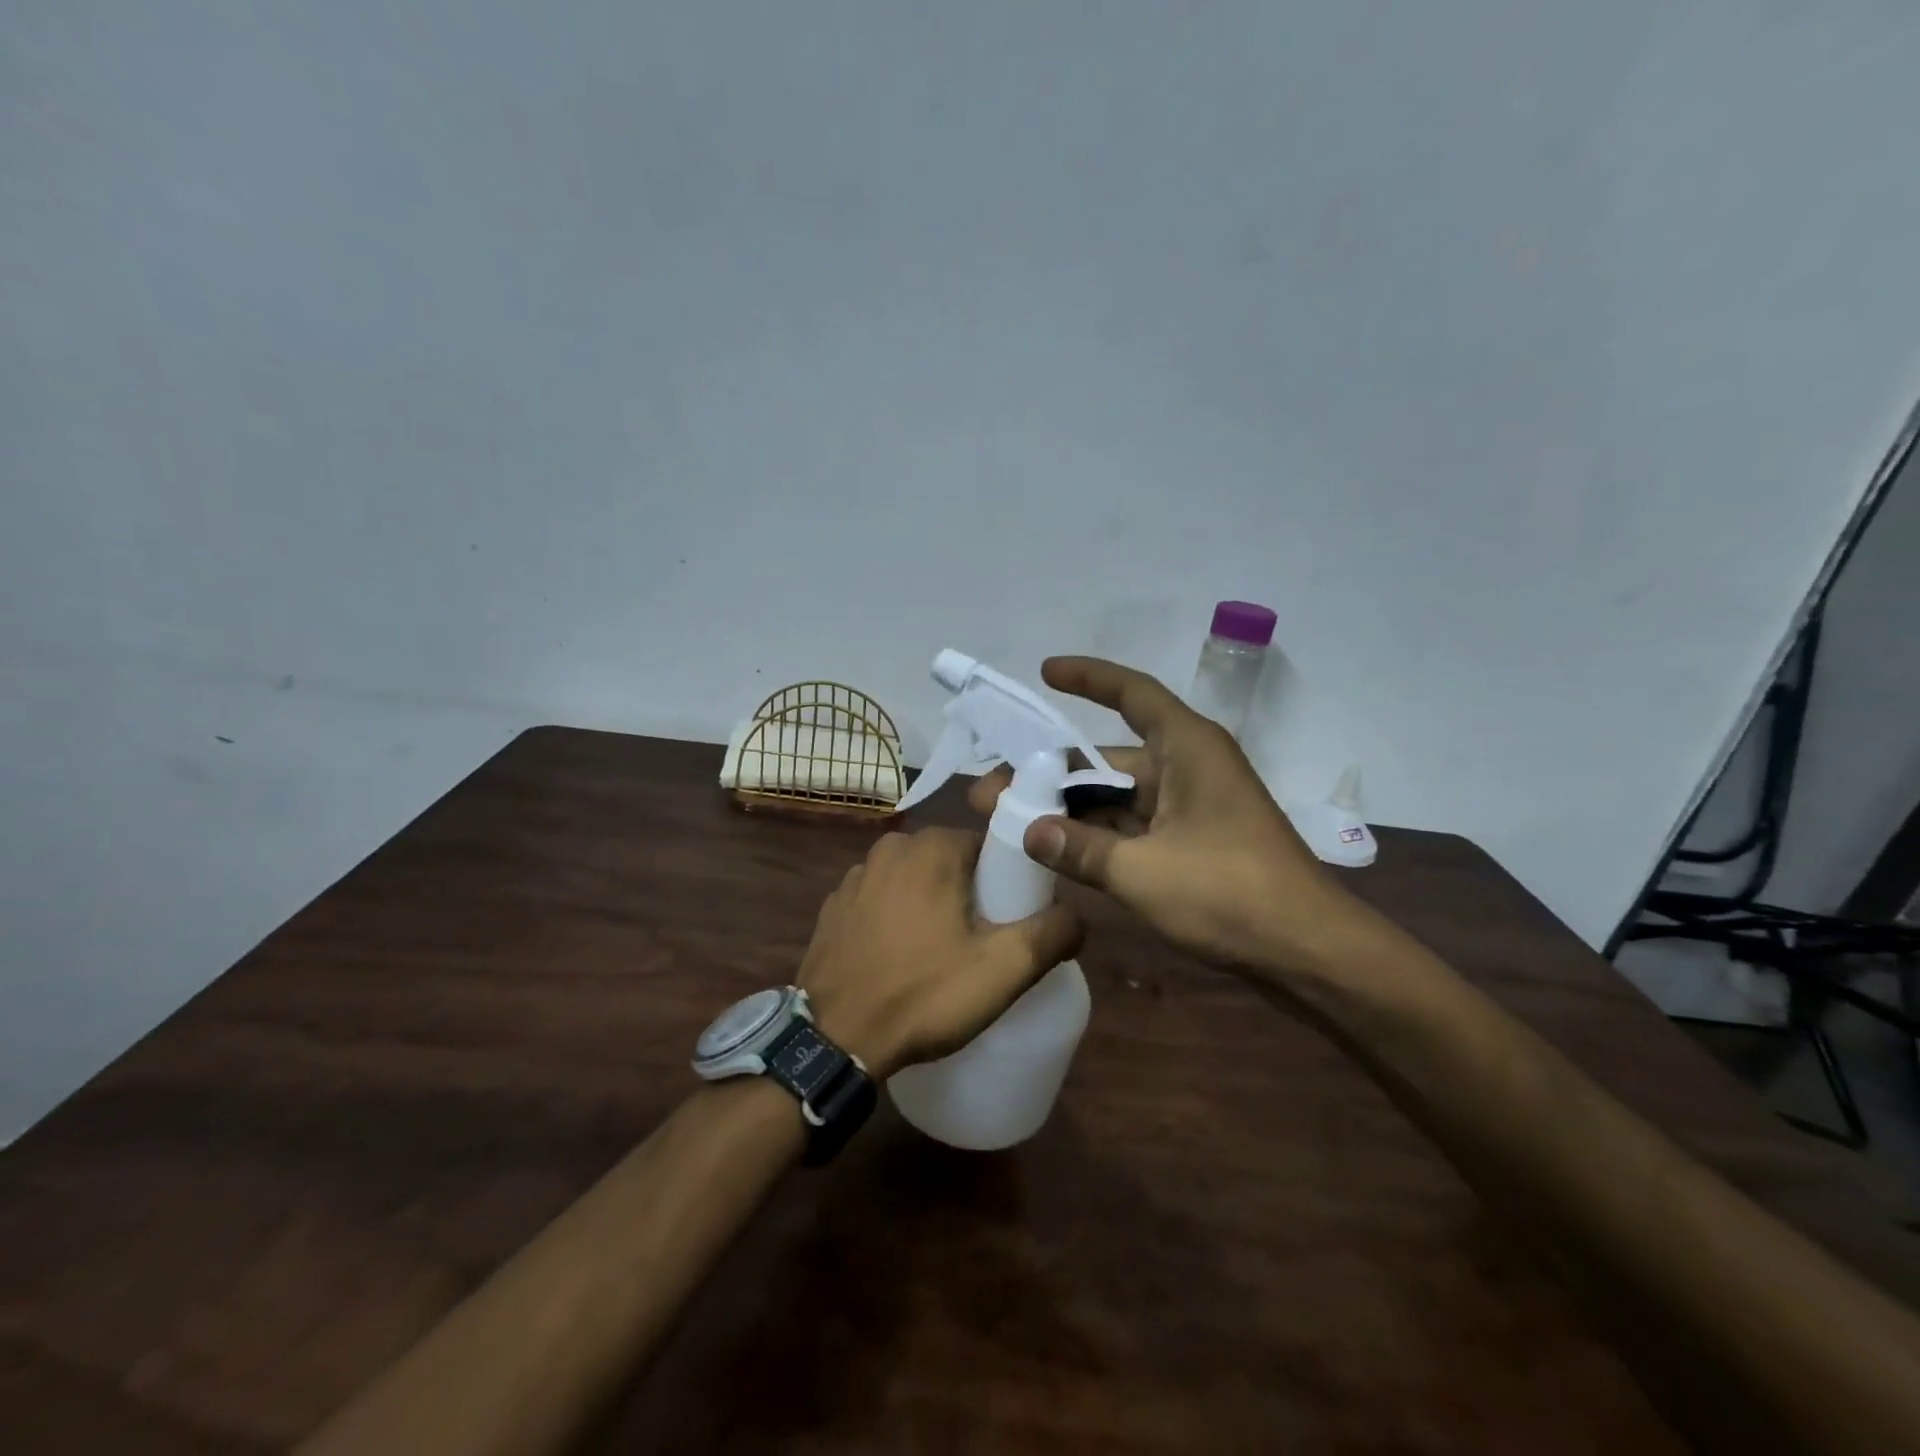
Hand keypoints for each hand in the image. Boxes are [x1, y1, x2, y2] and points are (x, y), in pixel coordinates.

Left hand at [797, 828, 1084, 1080]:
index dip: (1007, 882)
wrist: (834, 1040)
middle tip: (982, 945)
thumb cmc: (924, 994)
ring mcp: (855, 876)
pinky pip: (881, 902)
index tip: (1011, 921)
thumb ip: (1053, 932)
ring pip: (915, 881)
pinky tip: (899, 960)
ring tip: (941, 957)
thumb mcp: (1005, 968)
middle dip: (971, 895)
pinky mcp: (834, 907)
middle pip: (952, 862)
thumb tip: (1077, 916)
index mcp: (933, 846)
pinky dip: (896, 920)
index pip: (989, 847)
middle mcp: (891, 847)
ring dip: (932, 907)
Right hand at [968, 656, 1361, 976]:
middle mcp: (1187, 768)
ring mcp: (1189, 808)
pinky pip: (1131, 828)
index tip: (1044, 673)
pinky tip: (1052, 851)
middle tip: (991, 791)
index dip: (1088, 678)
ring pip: (1115, 798)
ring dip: (1067, 810)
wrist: (1307, 953)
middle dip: (1050, 774)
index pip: (1132, 695)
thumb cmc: (1229, 894)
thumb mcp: (1141, 871)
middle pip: (1108, 760)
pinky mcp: (1190, 844)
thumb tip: (1028, 832)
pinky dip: (1094, 837)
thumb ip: (1078, 848)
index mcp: (1187, 748)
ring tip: (1008, 823)